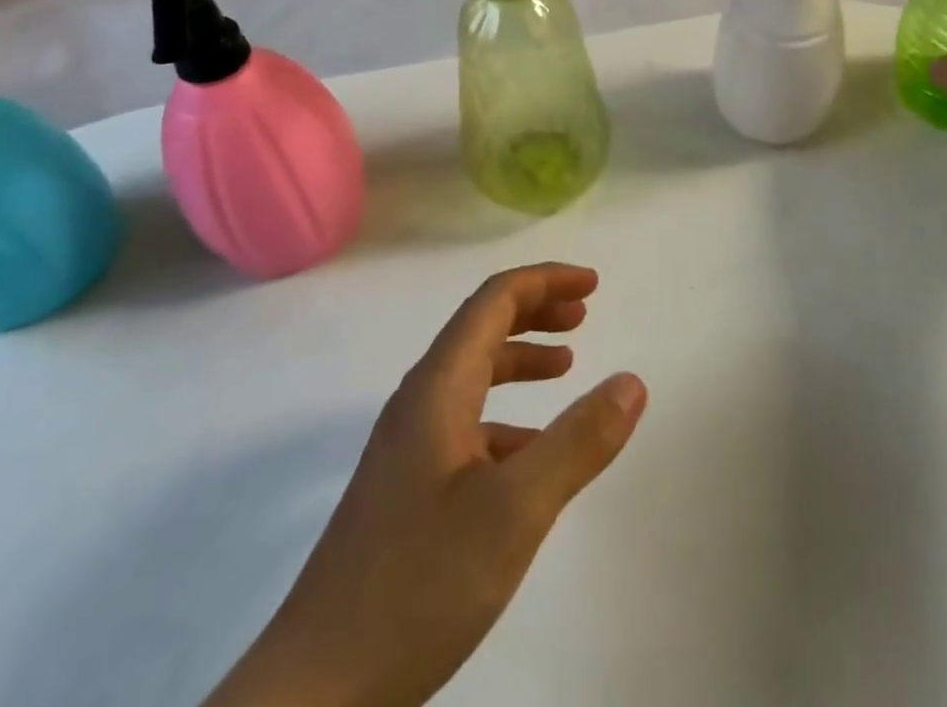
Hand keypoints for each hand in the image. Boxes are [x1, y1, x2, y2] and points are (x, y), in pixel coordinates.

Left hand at [208, 264, 646, 706]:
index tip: (593, 285)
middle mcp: (419, 404)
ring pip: (472, 377)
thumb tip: (631, 381)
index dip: (545, 281)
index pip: (493, 301)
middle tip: (584, 314)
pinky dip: (507, 416)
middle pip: (480, 329)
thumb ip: (578, 441)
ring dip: (521, 359)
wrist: (315, 691)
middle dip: (535, 311)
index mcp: (438, 388)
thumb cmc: (418, 584)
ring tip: (567, 366)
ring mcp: (408, 448)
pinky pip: (466, 425)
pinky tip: (532, 453)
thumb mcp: (515, 510)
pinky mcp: (407, 491)